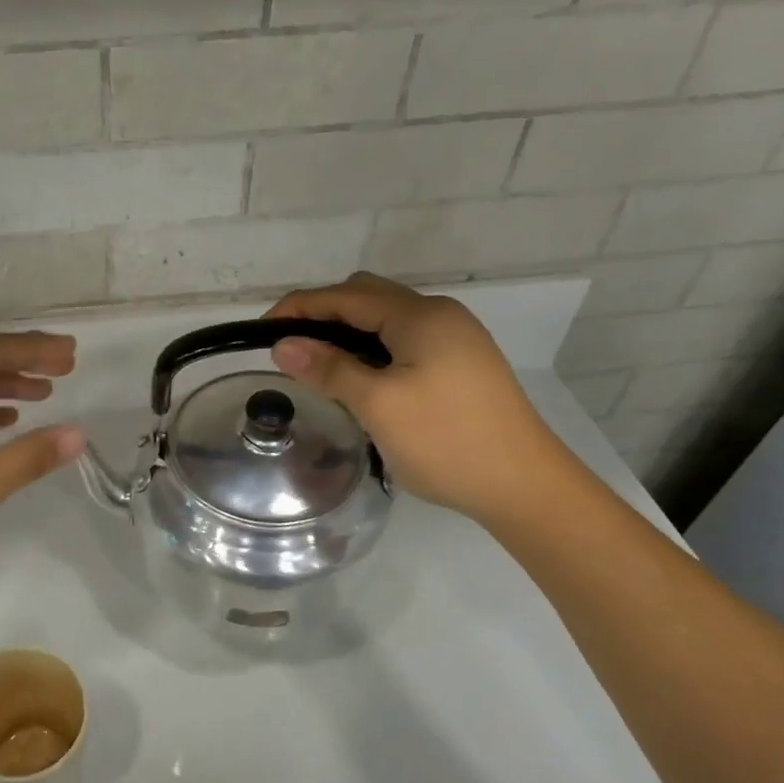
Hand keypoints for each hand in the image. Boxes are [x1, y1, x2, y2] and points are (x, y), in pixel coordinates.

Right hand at [265, 272, 564, 522]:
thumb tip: (283, 345)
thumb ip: (329, 368)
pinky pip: (402, 343)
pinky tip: (358, 379)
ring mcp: (455, 340)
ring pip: (385, 322)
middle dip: (321, 315)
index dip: (298, 308)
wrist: (524, 486)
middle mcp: (439, 316)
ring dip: (346, 334)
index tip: (260, 332)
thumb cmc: (446, 441)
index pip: (345, 296)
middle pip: (367, 298)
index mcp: (421, 316)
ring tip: (315, 365)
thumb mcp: (378, 405)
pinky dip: (370, 351)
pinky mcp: (460, 365)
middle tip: (288, 348)